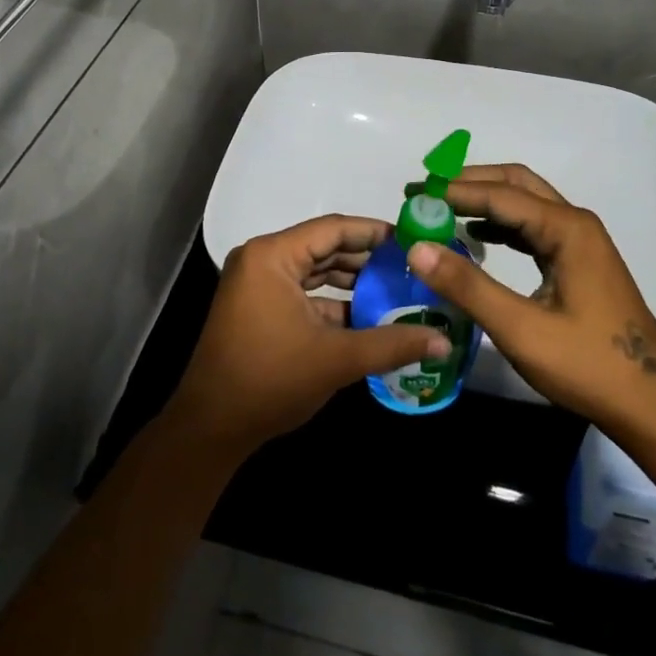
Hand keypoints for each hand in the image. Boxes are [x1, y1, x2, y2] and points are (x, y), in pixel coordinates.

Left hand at [164, 215, 451, 458]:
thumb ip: (392, 344)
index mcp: (272, 256)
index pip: (333, 228)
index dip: (375, 232)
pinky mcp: (257, 307)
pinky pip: (302, 291)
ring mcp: (256, 283)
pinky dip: (332, 301)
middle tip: (412, 267)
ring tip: (397, 289)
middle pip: (324, 247)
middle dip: (367, 258)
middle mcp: (262, 259)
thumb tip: (444, 341)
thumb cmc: (270, 380)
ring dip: (352, 281)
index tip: (412, 240)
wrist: (211, 427)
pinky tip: (367, 315)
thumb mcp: (336, 359)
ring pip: (314, 270)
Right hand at [406, 165, 655, 428]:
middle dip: (469, 183)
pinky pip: (532, 228)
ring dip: (484, 201)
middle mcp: (575, 224)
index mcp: (566, 229)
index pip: (499, 194)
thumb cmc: (587, 365)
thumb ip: (468, 286)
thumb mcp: (520, 329)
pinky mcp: (579, 262)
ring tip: (441, 210)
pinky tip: (477, 237)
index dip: (453, 191)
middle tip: (425, 192)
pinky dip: (500, 224)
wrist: (651, 405)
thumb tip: (417, 247)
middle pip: (515, 184)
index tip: (412, 194)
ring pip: (525, 204)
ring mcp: (580, 243)